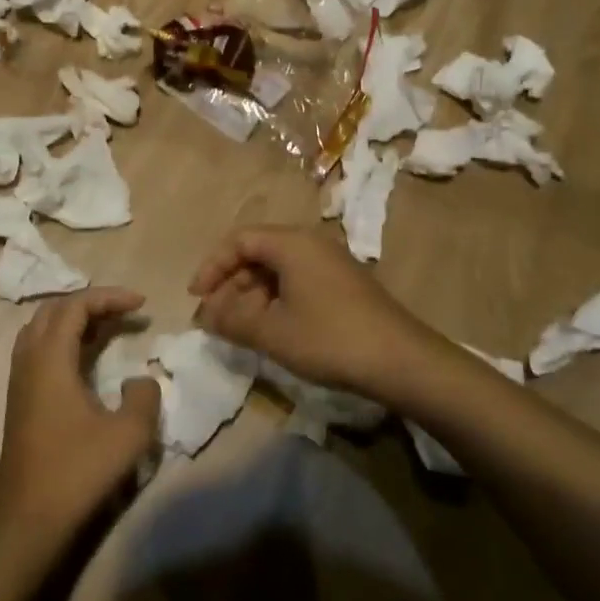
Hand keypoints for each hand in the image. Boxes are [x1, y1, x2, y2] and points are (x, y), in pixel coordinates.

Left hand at [0, 287, 160, 547]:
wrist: (27, 521)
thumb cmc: (76, 472)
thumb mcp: (128, 434)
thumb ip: (144, 397)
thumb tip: (141, 380)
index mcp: (50, 358)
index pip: (76, 305)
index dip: (110, 297)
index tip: (142, 304)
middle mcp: (29, 360)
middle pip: (55, 310)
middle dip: (92, 303)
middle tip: (126, 312)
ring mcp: (20, 379)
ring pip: (43, 328)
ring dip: (75, 320)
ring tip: (109, 328)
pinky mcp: (20, 399)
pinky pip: (39, 349)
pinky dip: (65, 339)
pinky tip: (87, 359)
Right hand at [189, 225, 436, 398]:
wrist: (402, 360)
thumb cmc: (330, 339)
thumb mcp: (273, 333)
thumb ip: (232, 320)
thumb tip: (206, 314)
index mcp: (291, 243)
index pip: (239, 240)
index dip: (212, 266)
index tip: (197, 297)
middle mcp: (310, 243)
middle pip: (258, 252)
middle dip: (230, 284)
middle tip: (215, 318)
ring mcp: (330, 262)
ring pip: (277, 269)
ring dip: (252, 294)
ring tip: (239, 328)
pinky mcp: (343, 284)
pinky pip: (297, 280)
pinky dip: (276, 300)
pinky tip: (272, 328)